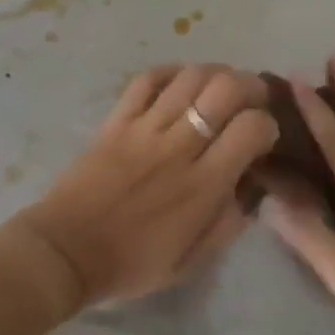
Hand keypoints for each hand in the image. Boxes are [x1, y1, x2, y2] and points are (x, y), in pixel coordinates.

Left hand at [20, 65, 278, 307]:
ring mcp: (145, 128)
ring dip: (215, 73)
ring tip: (219, 86)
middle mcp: (180, 147)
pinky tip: (180, 81)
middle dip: (249, 85)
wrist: (66, 252)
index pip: (252, 128)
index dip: (267, 124)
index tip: (263, 136)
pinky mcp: (117, 120)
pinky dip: (170, 72)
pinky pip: (147, 79)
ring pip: (190, 77)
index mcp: (203, 185)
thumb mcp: (192, 260)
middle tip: (251, 98)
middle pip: (225, 89)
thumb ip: (227, 223)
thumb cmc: (132, 262)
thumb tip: (249, 188)